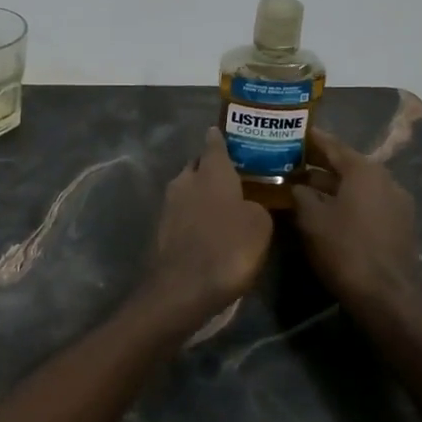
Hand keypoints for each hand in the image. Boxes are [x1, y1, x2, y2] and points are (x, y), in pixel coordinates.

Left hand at [145, 127, 272, 318]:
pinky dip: (194, 214)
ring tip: (224, 202)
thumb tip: (248, 203)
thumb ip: (257, 205)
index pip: (214, 143)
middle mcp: (185, 180)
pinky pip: (182, 211)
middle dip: (212, 167)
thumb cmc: (227, 248)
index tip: (226, 133)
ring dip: (202, 192)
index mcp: (211, 171)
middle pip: (198, 165)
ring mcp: (169, 205)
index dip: (221, 138)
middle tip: (234, 174)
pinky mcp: (161, 229)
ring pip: (188, 188)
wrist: (183, 288)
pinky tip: (209, 227)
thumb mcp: (260, 225)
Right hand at [290, 128, 421, 308]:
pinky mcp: (398, 224)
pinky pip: (367, 202)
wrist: (387, 295)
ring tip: (302, 187)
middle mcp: (385, 179)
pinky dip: (346, 201)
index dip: (310, 139)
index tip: (291, 133)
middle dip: (318, 163)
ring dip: (331, 184)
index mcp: (364, 170)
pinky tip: (326, 210)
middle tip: (290, 161)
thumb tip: (295, 185)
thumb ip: (300, 194)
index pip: (332, 145)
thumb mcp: (311, 218)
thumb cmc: (345, 248)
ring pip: (357, 185)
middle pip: (346, 164)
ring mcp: (396, 202)